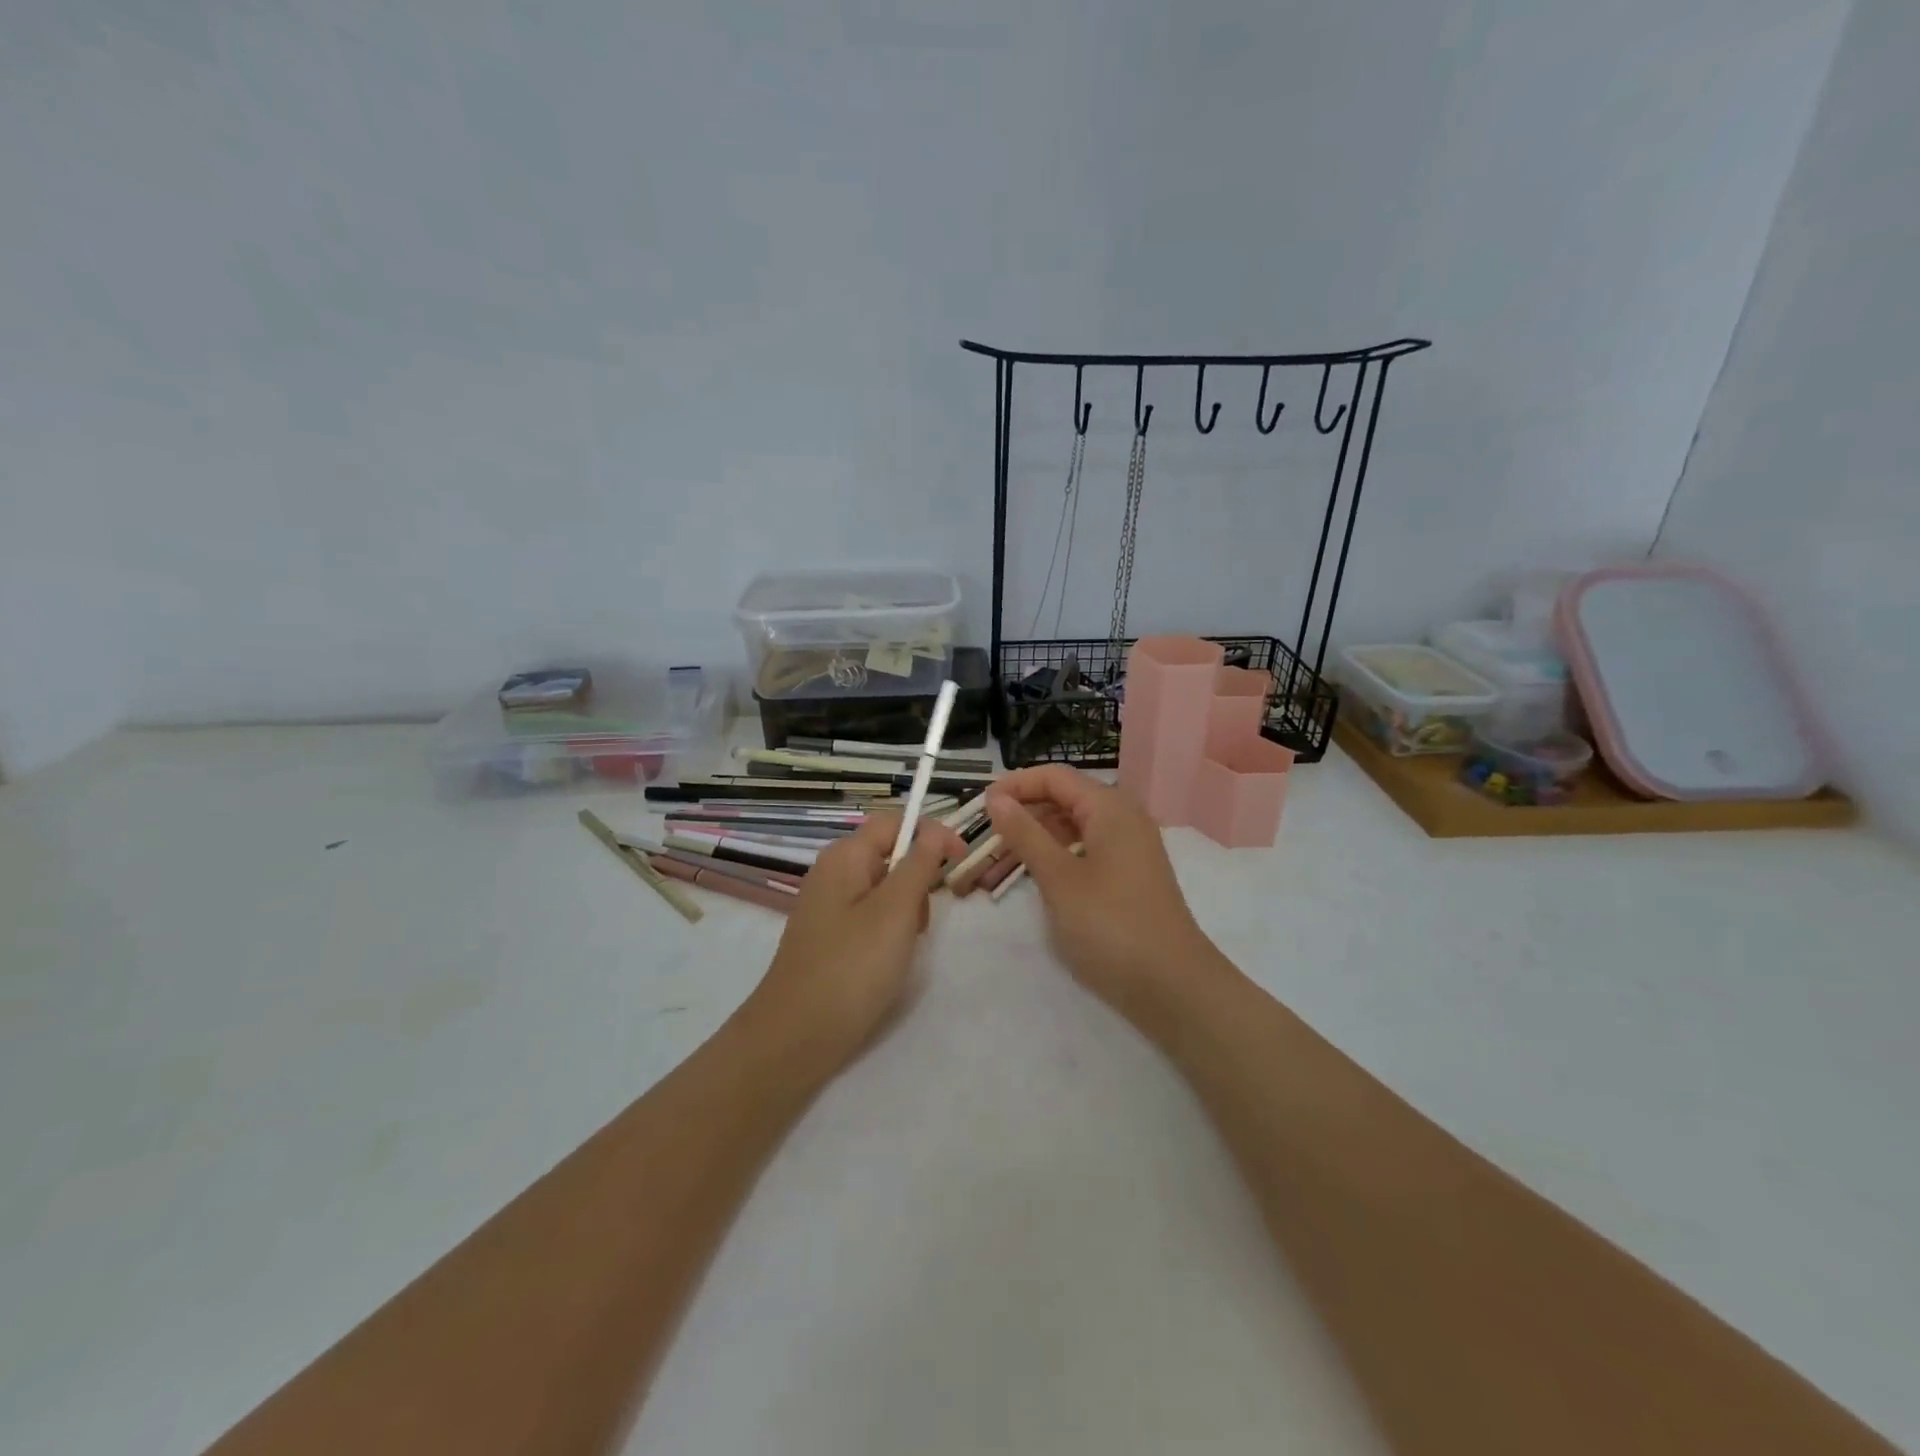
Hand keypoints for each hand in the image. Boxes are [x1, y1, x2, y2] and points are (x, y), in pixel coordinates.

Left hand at [739, 811, 964, 1077]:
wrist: (796, 1036)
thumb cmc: (852, 967)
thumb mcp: (896, 910)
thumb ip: (919, 864)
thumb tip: (934, 828)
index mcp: (844, 856)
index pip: (895, 821)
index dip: (931, 832)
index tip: (961, 860)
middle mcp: (832, 873)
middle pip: (889, 854)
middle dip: (917, 879)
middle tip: (921, 921)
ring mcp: (827, 906)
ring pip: (883, 889)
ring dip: (906, 910)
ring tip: (904, 947)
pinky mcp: (828, 937)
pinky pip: (869, 917)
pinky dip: (888, 931)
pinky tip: (887, 962)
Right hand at [985, 766, 1223, 1024]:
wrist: (1172, 985)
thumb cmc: (1110, 925)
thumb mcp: (1059, 878)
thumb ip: (1026, 834)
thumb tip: (997, 799)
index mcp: (1110, 808)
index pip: (1055, 777)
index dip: (1016, 785)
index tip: (980, 806)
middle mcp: (1123, 818)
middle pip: (1065, 798)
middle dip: (1023, 812)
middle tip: (985, 836)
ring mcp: (1130, 848)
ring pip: (1074, 827)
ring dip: (1036, 837)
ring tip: (999, 861)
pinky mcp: (1130, 875)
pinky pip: (1086, 850)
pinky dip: (1057, 856)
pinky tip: (1035, 876)